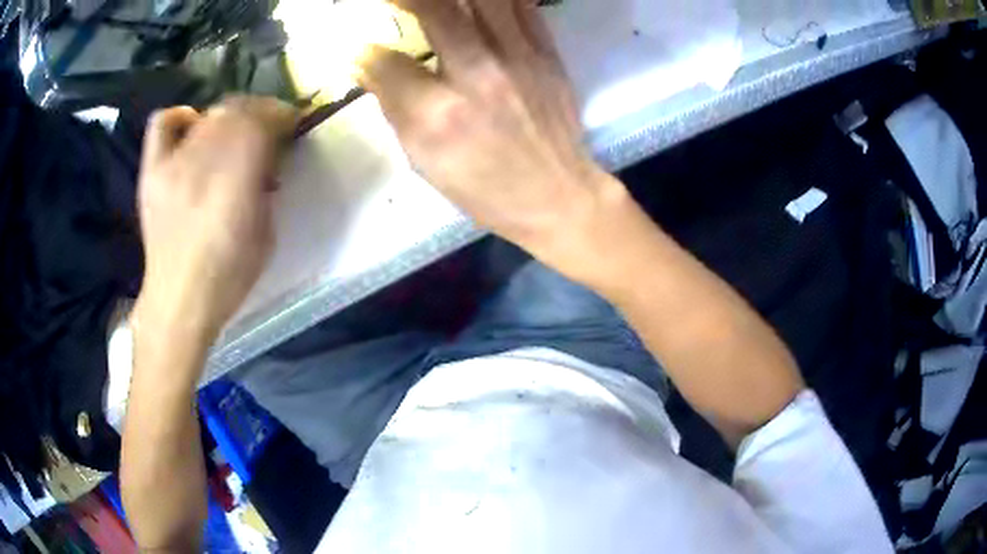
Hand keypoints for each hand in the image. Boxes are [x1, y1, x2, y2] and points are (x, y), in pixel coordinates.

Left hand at [134, 97, 297, 350]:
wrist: (180, 300)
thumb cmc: (229, 275)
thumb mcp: (266, 231)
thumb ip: (267, 184)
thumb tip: (269, 156)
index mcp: (238, 178)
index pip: (265, 119)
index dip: (283, 115)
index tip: (292, 126)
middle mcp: (203, 159)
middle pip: (237, 109)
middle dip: (259, 113)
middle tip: (266, 132)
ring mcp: (173, 161)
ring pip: (208, 113)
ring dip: (229, 118)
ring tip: (233, 137)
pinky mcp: (152, 170)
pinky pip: (163, 123)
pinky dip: (182, 118)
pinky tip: (191, 130)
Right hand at [358, 0, 633, 281]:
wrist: (559, 195)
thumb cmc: (486, 188)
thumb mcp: (425, 160)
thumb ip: (393, 106)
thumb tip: (364, 63)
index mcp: (440, 116)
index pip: (387, 62)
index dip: (365, 52)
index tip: (360, 49)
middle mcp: (479, 76)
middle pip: (436, 9)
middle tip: (393, 0)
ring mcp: (520, 58)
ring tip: (436, 2)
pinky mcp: (547, 53)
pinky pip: (521, 5)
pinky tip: (477, 3)